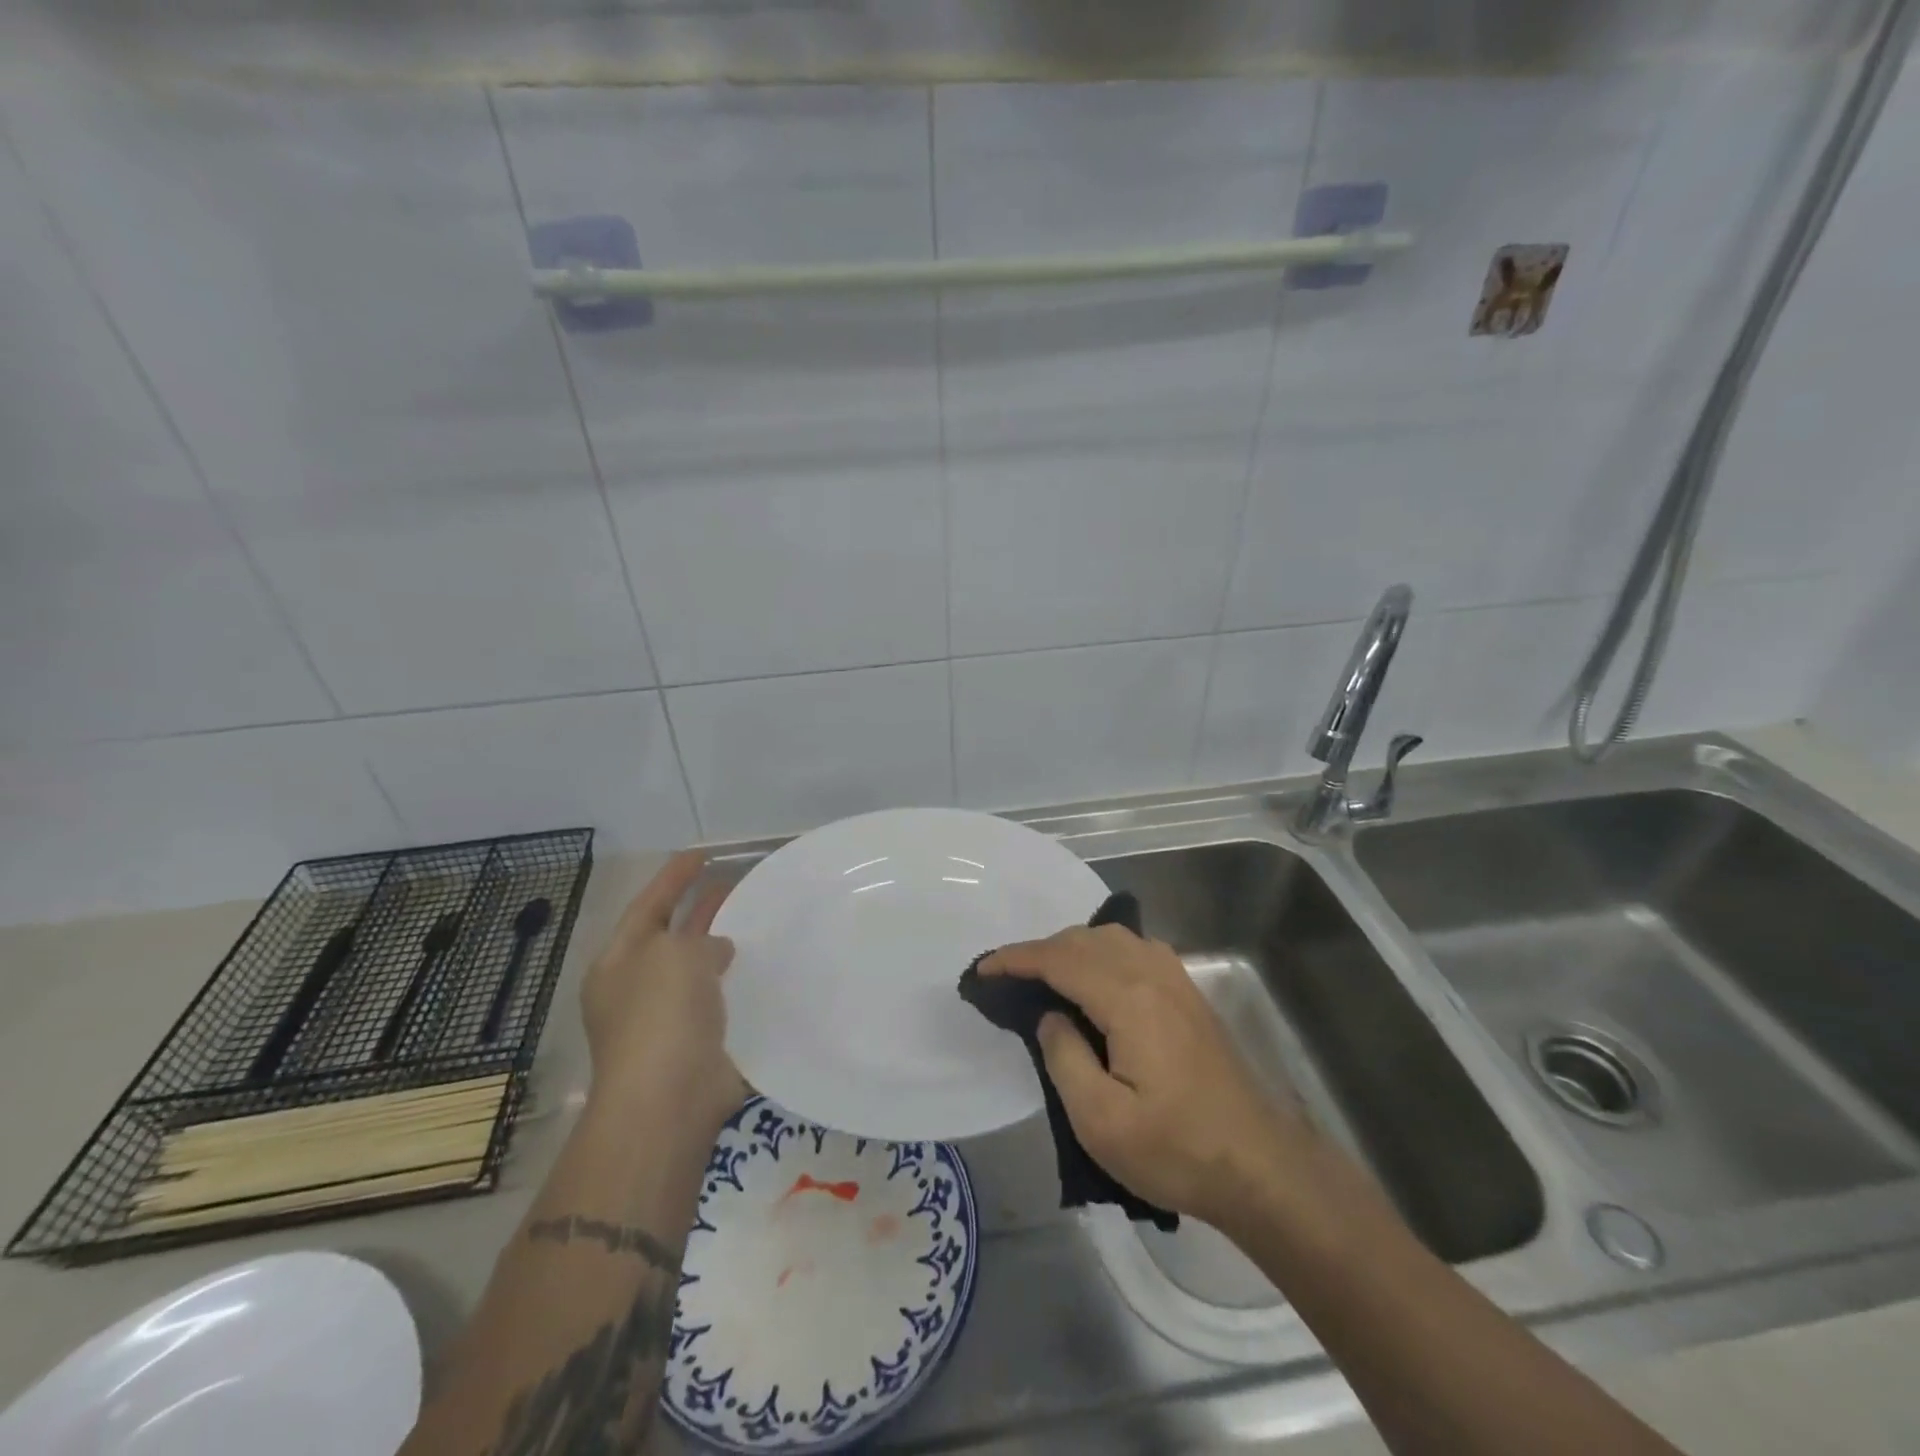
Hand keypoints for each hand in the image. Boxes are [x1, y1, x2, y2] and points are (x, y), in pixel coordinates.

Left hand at [580, 851, 742, 1134]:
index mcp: (620, 962)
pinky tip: (767, 967)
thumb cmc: (661, 1015)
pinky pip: (722, 1000)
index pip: (648, 905)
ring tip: (756, 919)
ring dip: (723, 945)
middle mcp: (639, 987)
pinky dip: (739, 982)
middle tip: (733, 882)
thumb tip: (716, 952)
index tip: (702, 853)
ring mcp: (668, 1018)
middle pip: (673, 935)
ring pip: (700, 968)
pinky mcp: (699, 1042)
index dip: (674, 877)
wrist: (670, 1099)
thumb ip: (699, 940)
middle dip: (700, 908)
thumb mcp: (676, 955)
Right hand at [980, 923, 1313, 1231]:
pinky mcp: (1189, 994)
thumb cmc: (1175, 1150)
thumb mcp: (1101, 1121)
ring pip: (1112, 938)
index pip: (1060, 959)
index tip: (982, 971)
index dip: (1016, 959)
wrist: (1259, 1167)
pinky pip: (1135, 950)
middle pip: (1085, 939)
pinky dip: (1102, 952)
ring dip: (1072, 947)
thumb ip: (1064, 1058)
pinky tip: (1096, 980)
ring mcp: (1176, 980)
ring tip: (1046, 979)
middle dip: (1041, 951)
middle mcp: (1152, 974)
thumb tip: (1050, 1016)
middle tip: (1009, 981)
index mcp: (1128, 998)